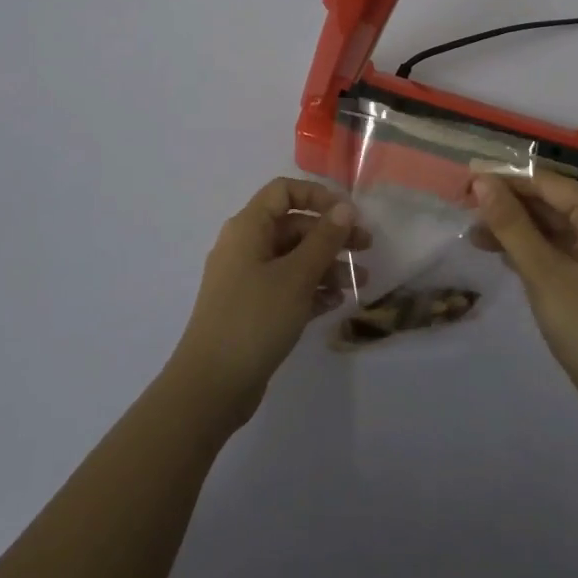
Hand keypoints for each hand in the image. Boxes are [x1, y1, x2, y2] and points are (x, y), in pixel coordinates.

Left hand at [167, 178, 365, 427]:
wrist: (211, 386)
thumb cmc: (254, 319)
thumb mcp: (296, 276)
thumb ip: (324, 239)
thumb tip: (345, 208)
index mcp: (248, 228)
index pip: (283, 191)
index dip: (317, 195)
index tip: (348, 214)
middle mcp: (245, 246)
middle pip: (293, 226)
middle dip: (330, 235)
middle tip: (366, 249)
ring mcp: (247, 279)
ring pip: (293, 259)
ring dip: (327, 266)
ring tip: (359, 284)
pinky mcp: (252, 309)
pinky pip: (286, 287)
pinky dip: (311, 290)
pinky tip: (336, 303)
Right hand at [472, 172, 577, 423]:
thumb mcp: (543, 273)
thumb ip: (511, 224)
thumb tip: (482, 181)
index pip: (548, 183)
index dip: (506, 180)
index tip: (466, 180)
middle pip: (552, 202)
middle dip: (509, 206)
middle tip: (464, 208)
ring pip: (554, 227)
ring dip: (516, 230)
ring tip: (474, 235)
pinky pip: (562, 249)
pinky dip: (533, 250)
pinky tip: (502, 254)